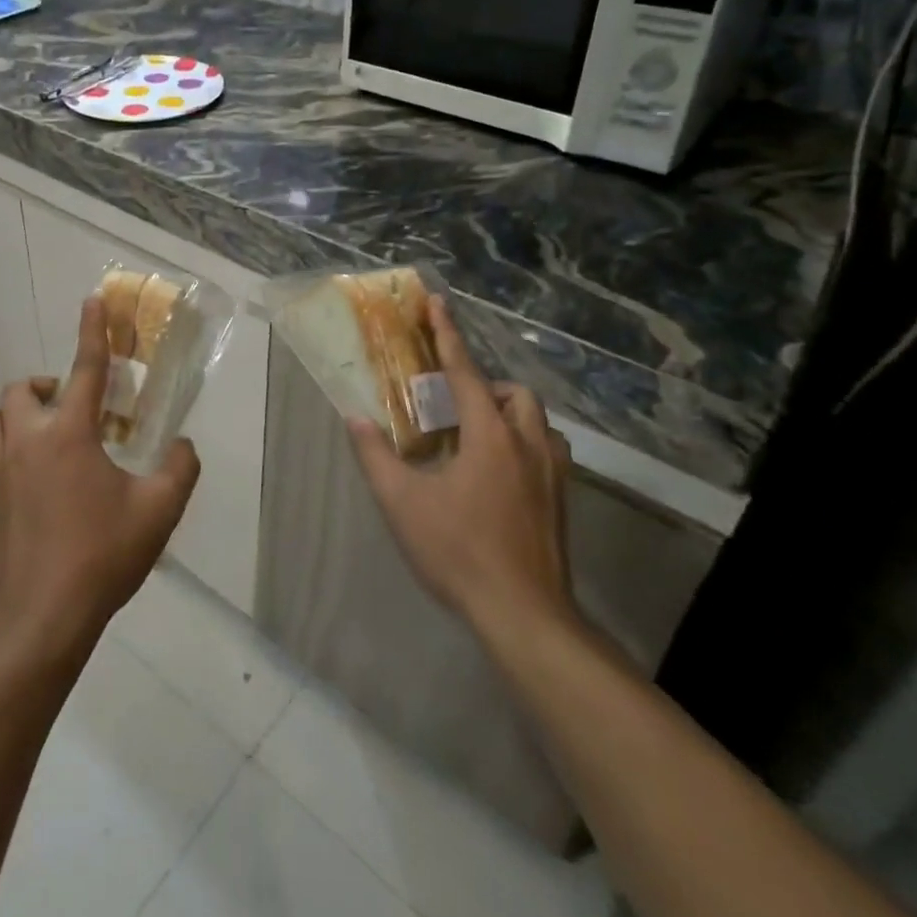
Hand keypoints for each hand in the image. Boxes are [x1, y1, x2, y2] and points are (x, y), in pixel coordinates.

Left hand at [0, 295, 200, 655]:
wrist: (39, 616)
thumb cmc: (101, 556)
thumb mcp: (158, 512)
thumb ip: (179, 470)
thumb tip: (184, 446)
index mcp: (69, 434)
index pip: (85, 368)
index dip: (92, 331)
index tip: (92, 300)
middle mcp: (26, 440)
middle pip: (22, 388)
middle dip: (46, 387)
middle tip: (71, 408)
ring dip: (13, 415)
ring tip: (38, 435)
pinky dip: (4, 454)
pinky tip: (28, 484)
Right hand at [348, 295, 577, 650]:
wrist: (523, 614)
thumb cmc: (458, 551)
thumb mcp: (402, 502)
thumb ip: (376, 456)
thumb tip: (355, 419)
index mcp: (489, 436)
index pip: (465, 372)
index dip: (448, 335)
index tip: (438, 302)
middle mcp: (527, 444)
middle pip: (513, 393)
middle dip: (484, 385)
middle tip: (452, 404)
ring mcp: (551, 474)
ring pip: (537, 421)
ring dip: (508, 413)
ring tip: (475, 435)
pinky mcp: (560, 501)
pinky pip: (546, 450)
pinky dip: (523, 442)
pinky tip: (499, 472)